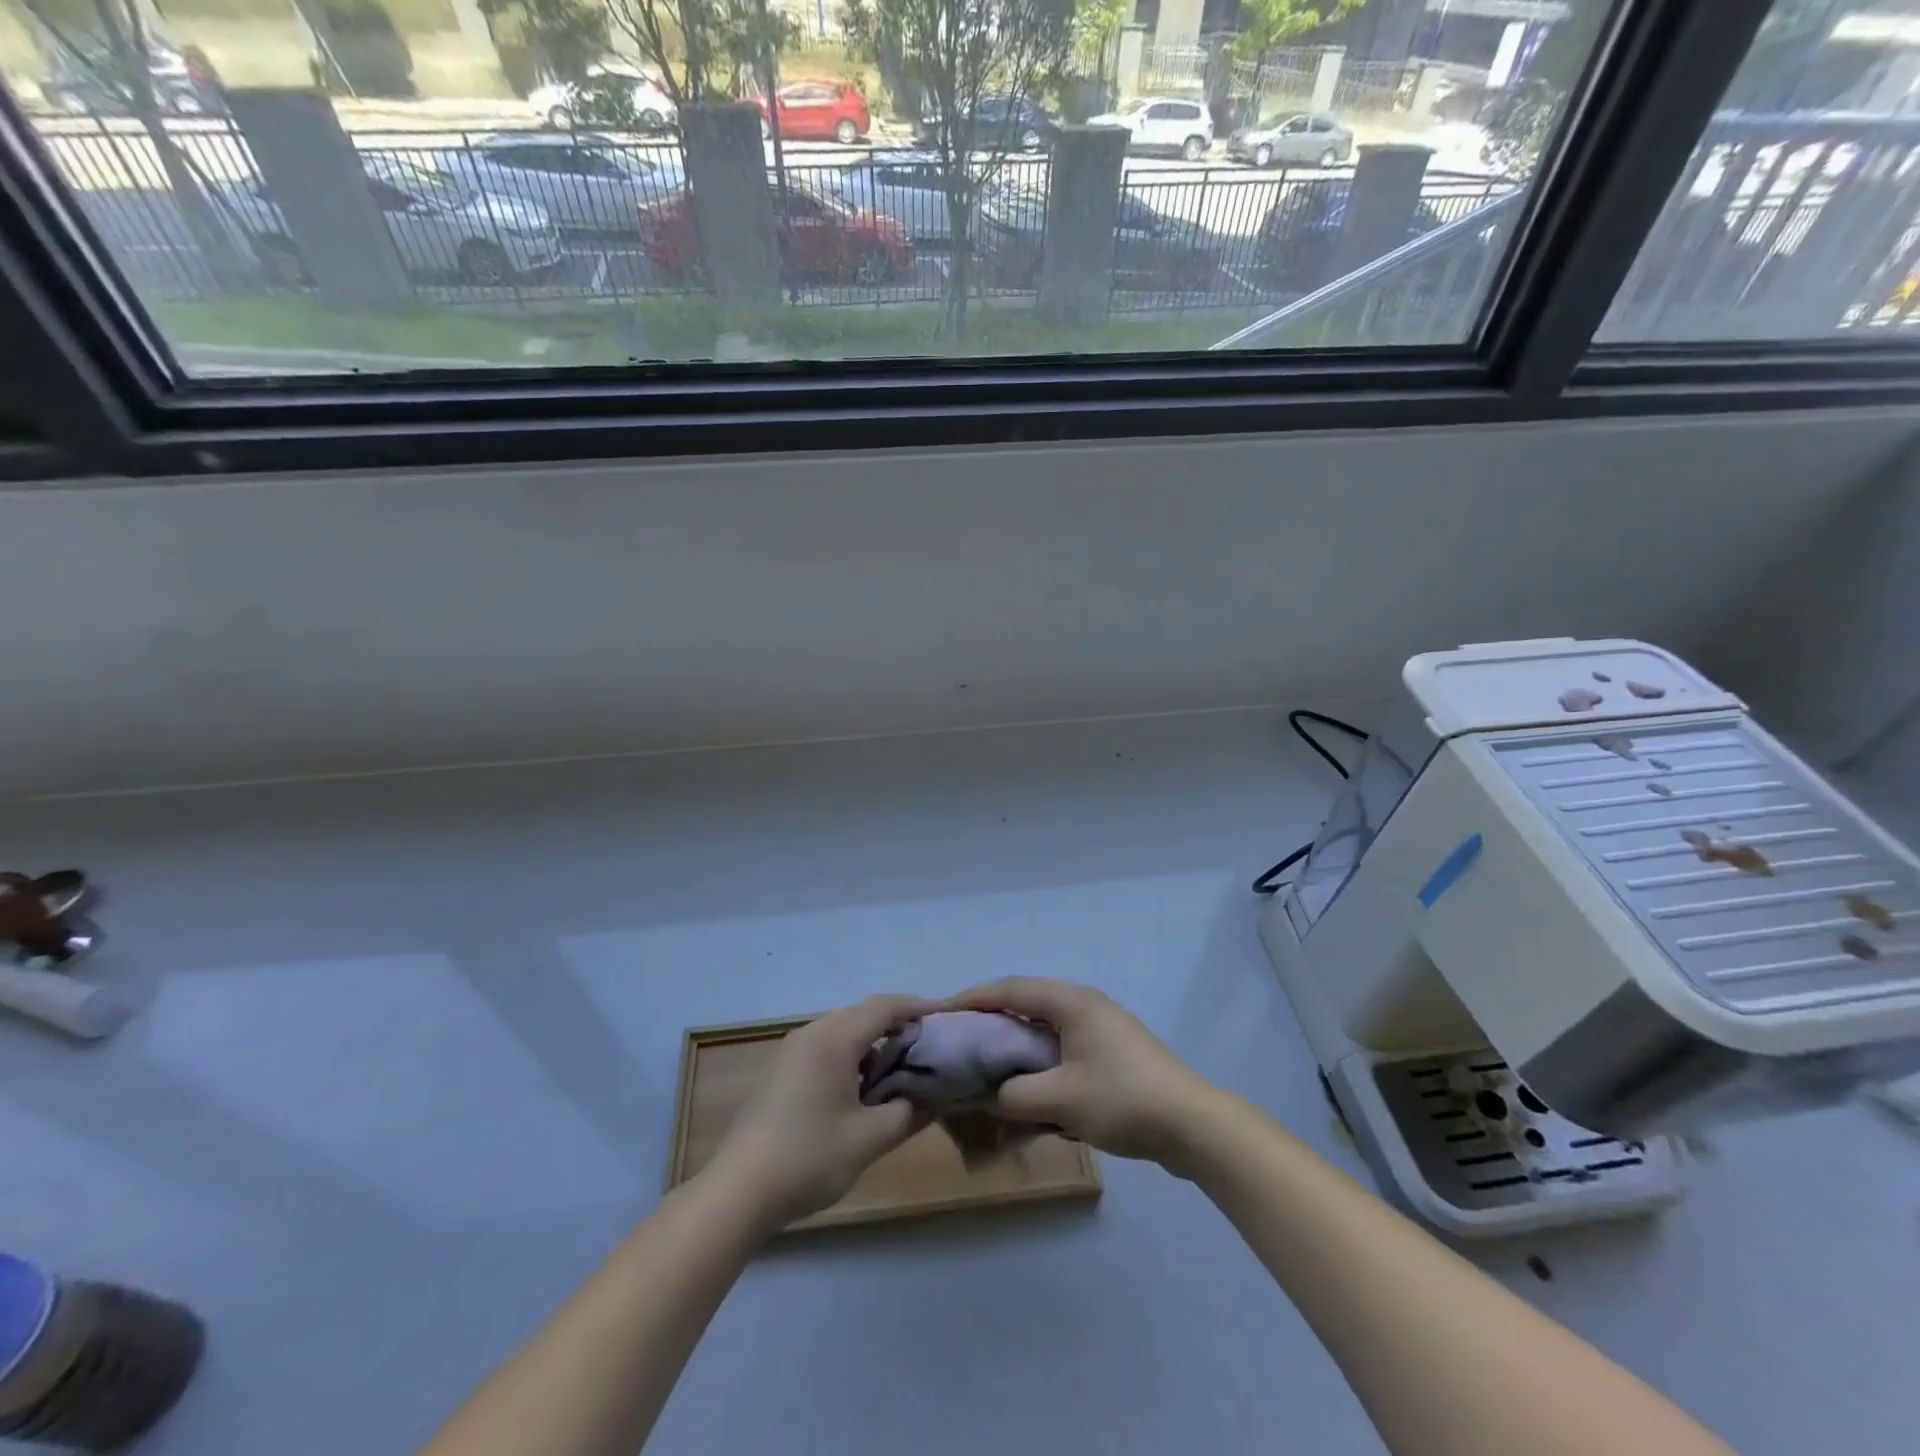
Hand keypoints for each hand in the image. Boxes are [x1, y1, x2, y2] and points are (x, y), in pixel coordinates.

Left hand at [704, 995, 936, 1229]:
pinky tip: (862, 1092)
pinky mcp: (780, 1073)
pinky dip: (851, 1059)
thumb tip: (934, 1099)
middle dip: (898, 1027)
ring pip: (843, 1033)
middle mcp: (811, 1034)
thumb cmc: (808, 1157)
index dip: (919, 1007)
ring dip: (873, 1046)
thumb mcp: (868, 1140)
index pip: (885, 1007)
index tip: (948, 1014)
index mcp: (834, 1039)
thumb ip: (907, 1113)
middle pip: (863, 1016)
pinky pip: (825, 1050)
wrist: (737, 1192)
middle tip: (929, 1048)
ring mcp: (791, 1052)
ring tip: (900, 1073)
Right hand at [946, 978, 1219, 1169]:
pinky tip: (1031, 1083)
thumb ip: (1016, 1095)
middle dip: (993, 1017)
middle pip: (1028, 1002)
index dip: (975, 997)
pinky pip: (1064, 1045)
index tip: (943, 1010)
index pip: (1012, 989)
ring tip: (989, 1060)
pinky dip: (1041, 1057)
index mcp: (1072, 1002)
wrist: (1192, 1125)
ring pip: (1046, 1025)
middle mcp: (1085, 1004)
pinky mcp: (1113, 1051)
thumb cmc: (1123, 1100)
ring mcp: (1103, 1027)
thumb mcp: (1061, 1100)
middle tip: (962, 1038)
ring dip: (1018, 1040)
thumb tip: (995, 1095)